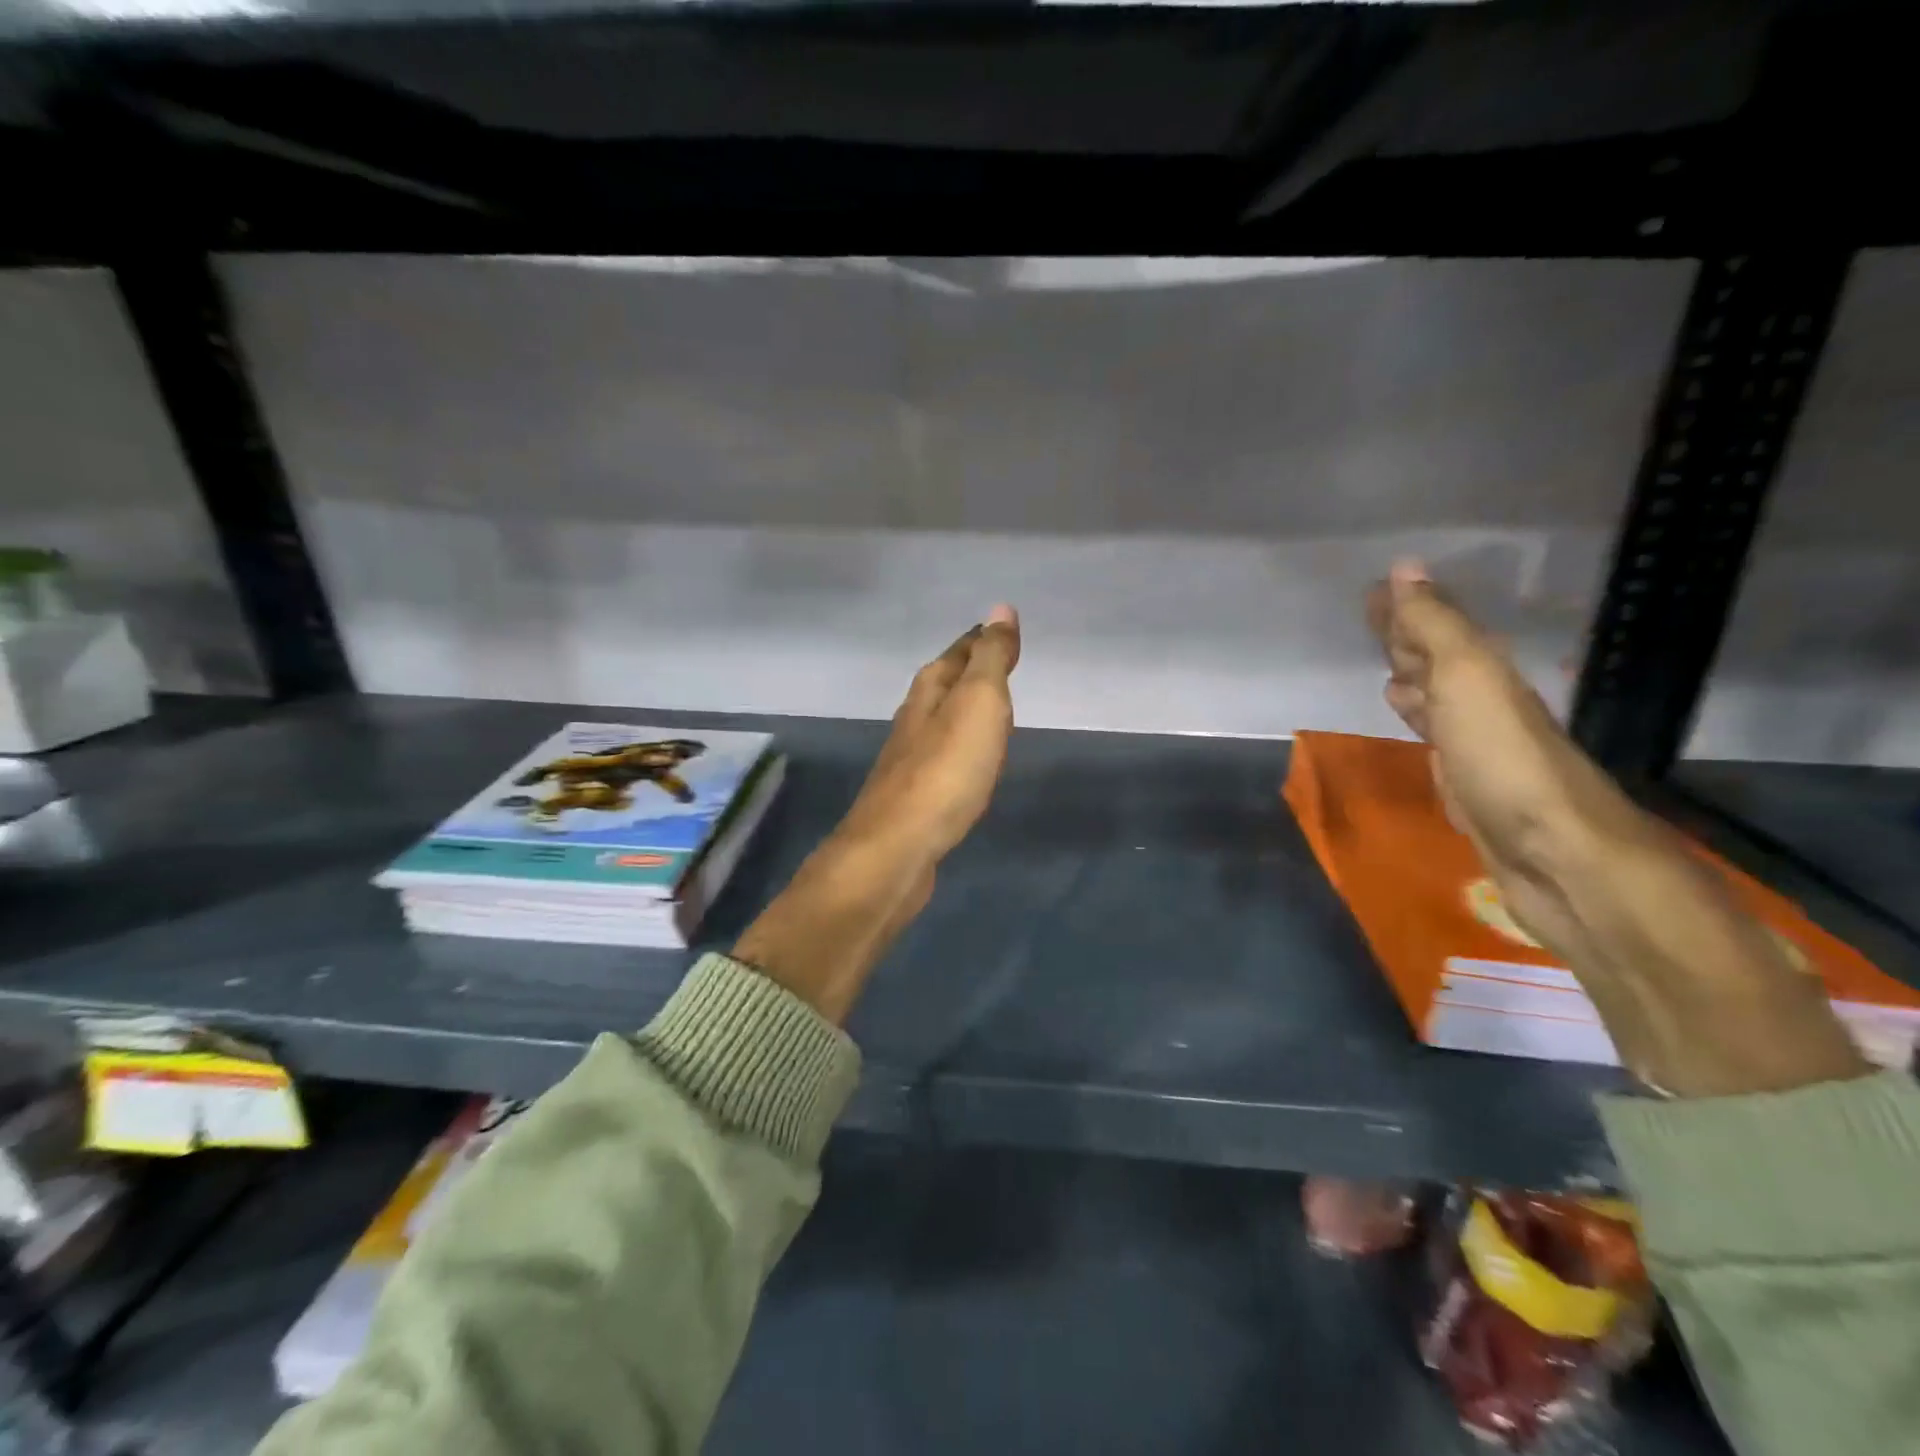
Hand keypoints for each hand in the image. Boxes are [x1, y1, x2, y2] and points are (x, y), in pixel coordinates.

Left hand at [835, 605, 1020, 866]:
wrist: (898, 849)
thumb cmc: (945, 771)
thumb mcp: (977, 703)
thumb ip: (989, 659)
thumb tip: (1000, 608)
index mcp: (929, 692)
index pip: (959, 653)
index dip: (982, 640)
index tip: (1002, 630)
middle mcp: (914, 719)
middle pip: (944, 684)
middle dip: (969, 672)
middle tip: (997, 665)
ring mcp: (910, 760)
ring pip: (941, 722)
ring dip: (963, 711)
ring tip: (989, 711)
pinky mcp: (914, 798)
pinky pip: (944, 758)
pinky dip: (961, 749)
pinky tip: (969, 764)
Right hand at [1368, 558, 1864, 1096]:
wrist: (1561, 861)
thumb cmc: (1506, 763)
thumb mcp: (1469, 680)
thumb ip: (1435, 628)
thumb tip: (1406, 569)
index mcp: (1485, 675)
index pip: (1436, 629)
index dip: (1405, 610)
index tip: (1374, 590)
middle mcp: (1486, 705)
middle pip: (1441, 662)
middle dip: (1407, 640)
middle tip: (1373, 622)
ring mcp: (1480, 750)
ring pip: (1439, 701)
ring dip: (1414, 681)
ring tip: (1387, 672)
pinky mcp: (1471, 789)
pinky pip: (1438, 740)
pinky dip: (1420, 724)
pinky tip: (1414, 727)